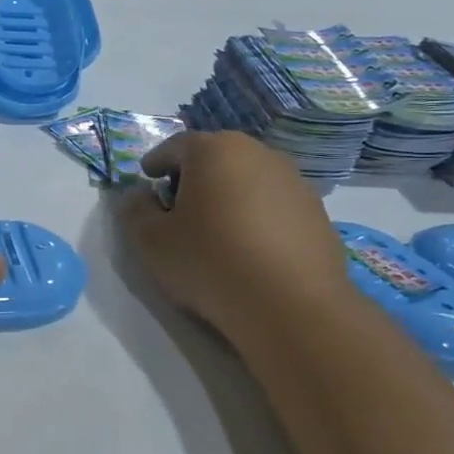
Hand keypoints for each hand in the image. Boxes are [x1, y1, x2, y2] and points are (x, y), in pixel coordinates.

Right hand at [119, 131, 350, 336]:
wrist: (292, 306)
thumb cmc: (210, 262)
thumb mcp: (152, 241)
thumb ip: (136, 211)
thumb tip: (139, 196)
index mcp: (214, 150)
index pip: (175, 146)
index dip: (156, 163)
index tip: (147, 181)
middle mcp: (258, 153)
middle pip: (216, 158)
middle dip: (193, 177)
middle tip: (178, 207)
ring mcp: (294, 181)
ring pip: (248, 179)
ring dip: (228, 195)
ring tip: (216, 231)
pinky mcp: (317, 213)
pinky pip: (274, 205)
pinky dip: (257, 216)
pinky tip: (249, 249)